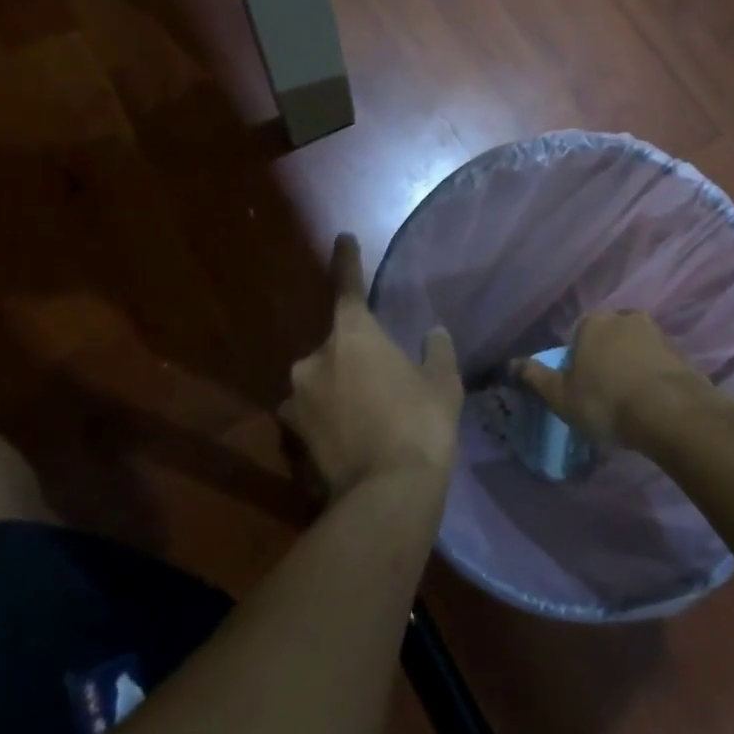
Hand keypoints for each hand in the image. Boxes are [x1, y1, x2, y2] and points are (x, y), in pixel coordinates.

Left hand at [279, 235, 462, 499]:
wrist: (387, 496)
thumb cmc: (421, 424)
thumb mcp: (442, 382)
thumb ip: (435, 350)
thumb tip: (433, 334)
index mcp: (353, 335)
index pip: (347, 286)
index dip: (347, 260)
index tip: (343, 237)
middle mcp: (315, 360)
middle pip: (335, 344)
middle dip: (355, 355)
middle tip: (383, 378)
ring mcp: (296, 401)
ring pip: (320, 381)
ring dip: (338, 388)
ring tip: (367, 414)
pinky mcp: (291, 437)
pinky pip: (310, 414)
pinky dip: (327, 418)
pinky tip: (349, 438)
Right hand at [514, 309, 718, 448]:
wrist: (670, 412)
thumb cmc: (607, 402)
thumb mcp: (562, 396)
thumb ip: (536, 378)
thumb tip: (510, 364)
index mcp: (594, 322)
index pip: (579, 335)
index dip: (578, 361)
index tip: (582, 387)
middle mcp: (625, 317)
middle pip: (609, 337)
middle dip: (607, 358)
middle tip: (606, 393)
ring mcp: (657, 332)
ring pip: (635, 348)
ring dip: (632, 366)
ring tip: (631, 401)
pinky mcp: (680, 351)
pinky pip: (658, 362)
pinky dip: (654, 376)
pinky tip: (652, 402)